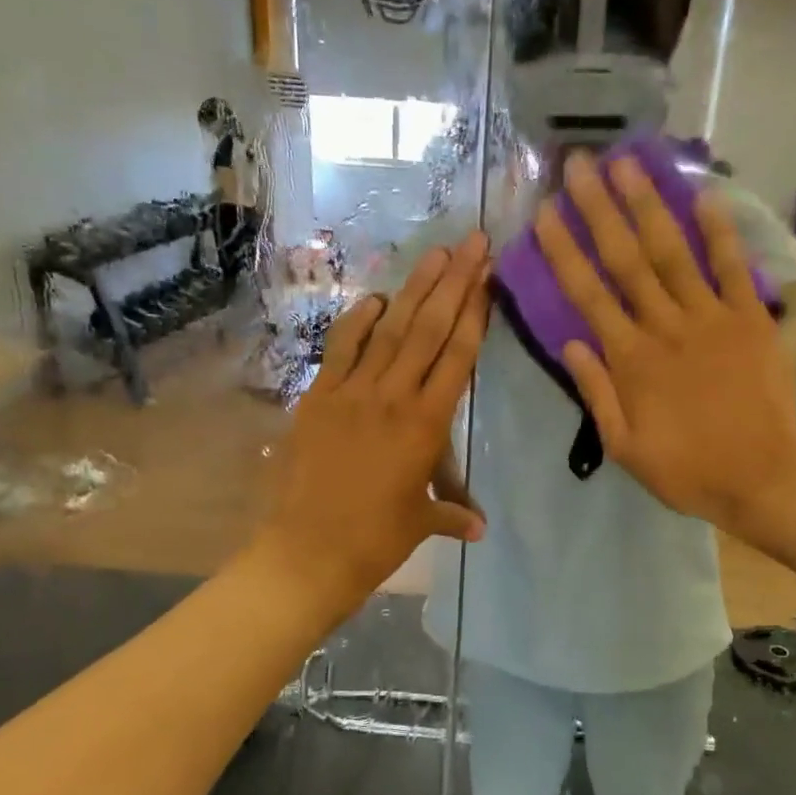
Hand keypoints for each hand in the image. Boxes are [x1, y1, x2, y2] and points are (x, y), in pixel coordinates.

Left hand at [254, 235, 490, 615]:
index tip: (487, 276)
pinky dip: (359, 321)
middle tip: (471, 241)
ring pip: (389, 331)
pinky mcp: (318, 398)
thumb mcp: (422, 523)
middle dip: (454, 282)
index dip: (475, 313)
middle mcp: (393, 398)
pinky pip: (341, 349)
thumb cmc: (375, 541)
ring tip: (434, 254)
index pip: (458, 357)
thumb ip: (453, 514)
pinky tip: (375, 298)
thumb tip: (480, 527)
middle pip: (429, 330)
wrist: (308, 552)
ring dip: (413, 289)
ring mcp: (352, 393)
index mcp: (427, 425)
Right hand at [534, 152, 795, 537]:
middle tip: (580, 164)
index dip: (564, 251)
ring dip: (648, 205)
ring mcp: (711, 318)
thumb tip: (572, 343)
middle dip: (599, 209)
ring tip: (628, 163)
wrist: (763, 478)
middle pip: (625, 260)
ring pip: (673, 252)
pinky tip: (704, 193)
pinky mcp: (750, 319)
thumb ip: (597, 393)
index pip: (588, 296)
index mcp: (631, 361)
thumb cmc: (687, 470)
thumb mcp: (625, 447)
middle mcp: (665, 328)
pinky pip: (733, 267)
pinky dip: (720, 230)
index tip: (545, 213)